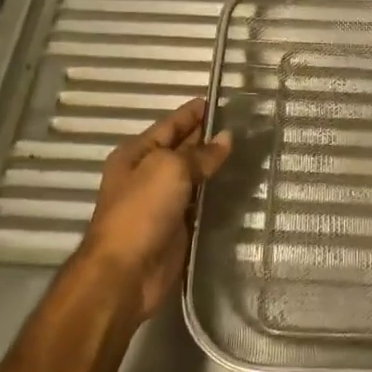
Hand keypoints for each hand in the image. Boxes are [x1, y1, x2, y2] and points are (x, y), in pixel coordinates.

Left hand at [78, 98, 232, 322]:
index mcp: (136, 154)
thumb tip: (226, 139)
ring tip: (246, 149)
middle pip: (180, 148)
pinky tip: (236, 184)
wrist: (126, 272)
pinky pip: (198, 202)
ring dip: (213, 164)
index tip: (217, 99)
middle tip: (241, 122)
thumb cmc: (141, 211)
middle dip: (205, 135)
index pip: (169, 125)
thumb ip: (200, 154)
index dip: (192, 112)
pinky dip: (214, 193)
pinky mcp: (175, 227)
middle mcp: (146, 174)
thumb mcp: (170, 170)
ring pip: (192, 176)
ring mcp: (160, 202)